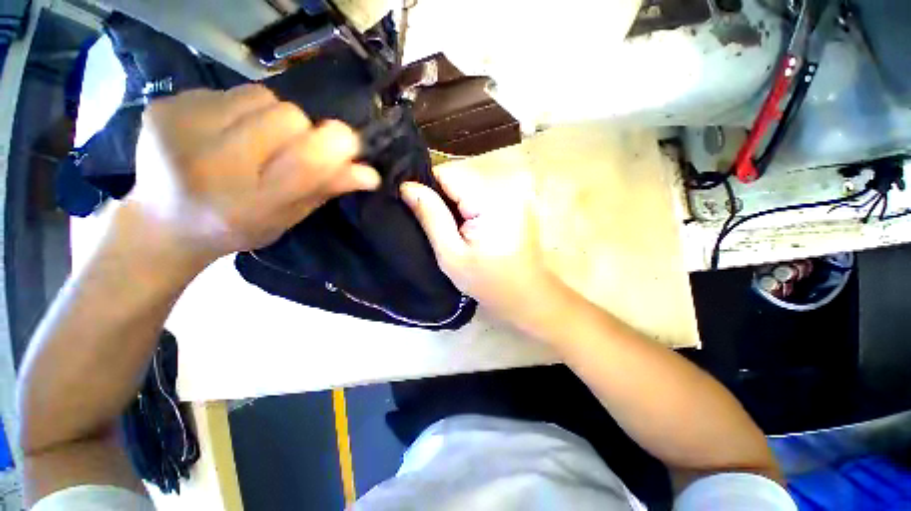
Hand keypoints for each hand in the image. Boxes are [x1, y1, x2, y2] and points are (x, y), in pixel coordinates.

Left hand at [125, 84, 379, 267]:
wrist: (164, 222)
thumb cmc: (238, 227)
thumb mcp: (289, 217)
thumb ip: (325, 190)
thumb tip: (370, 173)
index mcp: (250, 203)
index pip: (307, 160)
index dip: (337, 146)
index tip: (349, 144)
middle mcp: (212, 163)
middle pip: (289, 117)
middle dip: (302, 132)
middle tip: (288, 150)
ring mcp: (181, 129)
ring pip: (263, 97)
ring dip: (273, 117)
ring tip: (256, 140)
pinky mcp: (165, 107)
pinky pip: (230, 91)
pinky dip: (243, 109)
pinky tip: (227, 131)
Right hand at [401, 167, 557, 324]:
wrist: (526, 293)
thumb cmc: (488, 281)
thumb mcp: (450, 254)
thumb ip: (430, 216)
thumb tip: (406, 185)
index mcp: (490, 198)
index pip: (446, 173)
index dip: (428, 189)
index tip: (424, 213)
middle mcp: (508, 184)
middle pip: (459, 175)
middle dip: (445, 196)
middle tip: (444, 227)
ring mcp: (517, 189)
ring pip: (470, 180)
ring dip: (459, 200)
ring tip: (459, 228)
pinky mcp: (520, 196)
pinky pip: (484, 188)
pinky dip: (473, 202)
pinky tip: (474, 224)